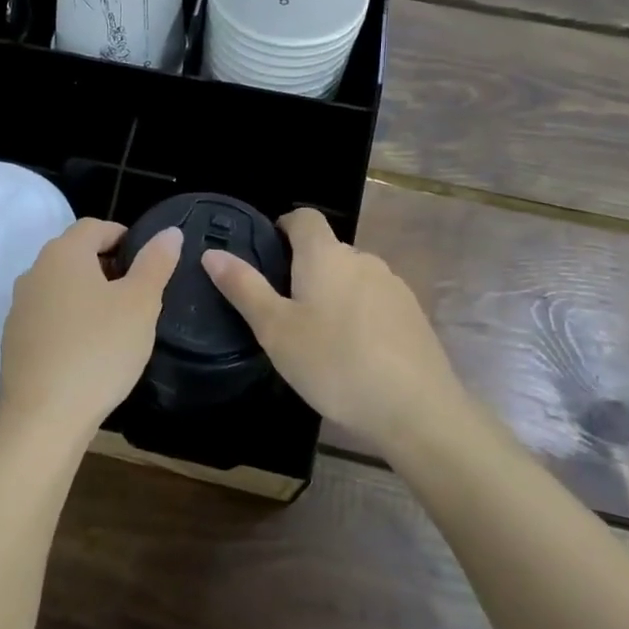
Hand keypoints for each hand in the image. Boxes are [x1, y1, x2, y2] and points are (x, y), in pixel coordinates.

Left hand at [0, 218, 181, 444]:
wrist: (42, 418)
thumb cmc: (99, 350)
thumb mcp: (140, 304)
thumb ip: (155, 263)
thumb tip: (169, 232)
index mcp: (64, 254)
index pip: (95, 226)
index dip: (124, 236)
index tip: (148, 262)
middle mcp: (35, 271)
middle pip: (75, 254)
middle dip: (108, 265)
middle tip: (138, 294)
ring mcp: (19, 306)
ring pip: (61, 286)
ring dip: (88, 294)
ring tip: (117, 323)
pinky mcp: (14, 339)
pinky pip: (49, 316)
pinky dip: (70, 321)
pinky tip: (89, 350)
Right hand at [201, 208, 462, 453]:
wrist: (416, 410)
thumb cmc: (334, 364)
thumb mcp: (275, 330)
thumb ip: (244, 288)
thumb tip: (212, 252)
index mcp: (325, 255)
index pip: (304, 218)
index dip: (283, 227)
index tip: (267, 254)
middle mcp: (362, 259)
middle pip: (327, 250)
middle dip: (304, 269)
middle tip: (282, 310)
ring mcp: (393, 286)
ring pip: (352, 277)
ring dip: (333, 294)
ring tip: (317, 337)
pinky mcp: (413, 315)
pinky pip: (376, 302)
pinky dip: (359, 315)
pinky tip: (354, 353)